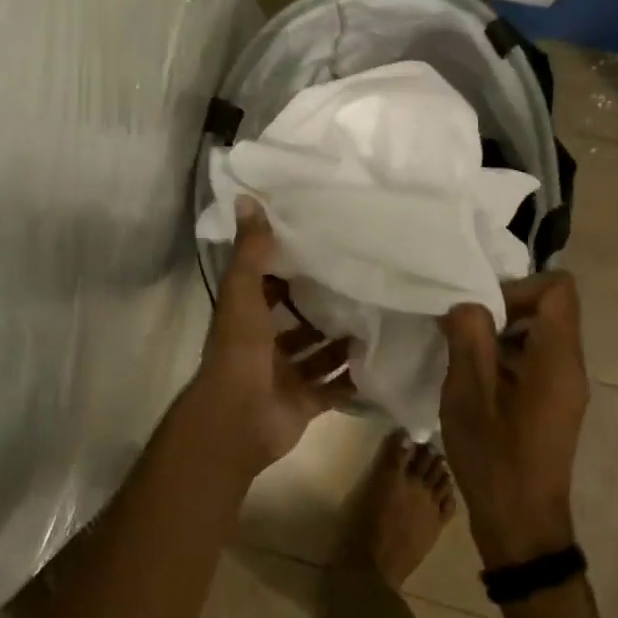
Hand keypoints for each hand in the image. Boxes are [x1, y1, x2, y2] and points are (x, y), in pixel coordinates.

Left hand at [191, 197, 353, 475]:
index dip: (289, 267)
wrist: (238, 419)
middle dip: (321, 305)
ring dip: (340, 340)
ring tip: (376, 316)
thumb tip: (247, 198)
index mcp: (247, 316)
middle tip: (360, 281)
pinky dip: (351, 378)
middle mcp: (265, 344)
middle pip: (296, 320)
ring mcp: (285, 376)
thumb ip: (251, 250)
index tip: (321, 246)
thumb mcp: (243, 291)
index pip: (269, 285)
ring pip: (317, 353)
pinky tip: (378, 359)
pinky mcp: (304, 403)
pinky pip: (332, 388)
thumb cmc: (240, 349)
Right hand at [436, 272, 588, 567]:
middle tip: (466, 330)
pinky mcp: (554, 403)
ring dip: (501, 333)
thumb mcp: (468, 394)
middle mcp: (571, 366)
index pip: (558, 288)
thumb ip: (468, 337)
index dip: (519, 287)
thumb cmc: (495, 458)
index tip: (484, 311)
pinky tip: (476, 380)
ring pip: (539, 332)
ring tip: (465, 354)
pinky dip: (506, 355)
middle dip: (504, 307)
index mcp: (558, 358)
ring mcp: (565, 386)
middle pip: (549, 307)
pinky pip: (536, 358)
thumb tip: (467, 304)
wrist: (521, 528)